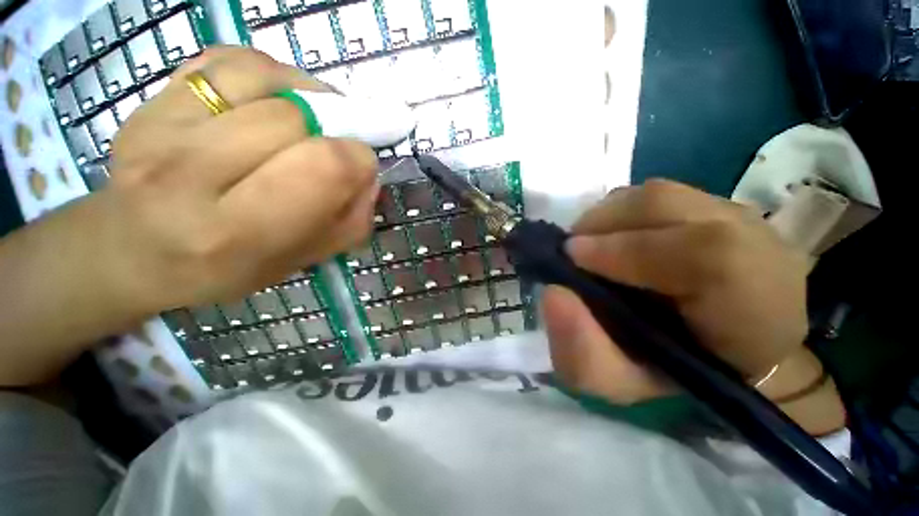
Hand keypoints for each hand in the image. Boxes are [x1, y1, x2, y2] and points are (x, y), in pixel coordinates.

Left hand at [96, 46, 378, 311]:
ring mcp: (160, 126)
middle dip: (333, 131)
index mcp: (237, 231)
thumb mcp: (303, 260)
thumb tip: (368, 175)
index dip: (358, 160)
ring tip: (307, 122)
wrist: (133, 250)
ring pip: (264, 77)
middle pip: (296, 118)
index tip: (361, 169)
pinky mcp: (151, 98)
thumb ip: (350, 221)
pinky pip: (230, 60)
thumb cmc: (226, 268)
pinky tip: (273, 101)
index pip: (324, 166)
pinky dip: (269, 74)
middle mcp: (190, 173)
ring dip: (304, 97)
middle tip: (332, 148)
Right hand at [542, 180, 843, 434]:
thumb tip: (553, 294)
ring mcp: (741, 217)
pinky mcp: (721, 207)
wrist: (726, 357)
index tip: (571, 259)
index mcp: (752, 307)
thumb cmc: (671, 375)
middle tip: (574, 253)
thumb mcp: (622, 385)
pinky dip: (625, 212)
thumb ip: (584, 353)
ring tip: (592, 245)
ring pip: (657, 195)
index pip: (703, 255)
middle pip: (666, 204)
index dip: (625, 250)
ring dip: (610, 218)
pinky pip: (659, 195)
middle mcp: (757, 246)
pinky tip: (618, 237)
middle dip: (602, 226)